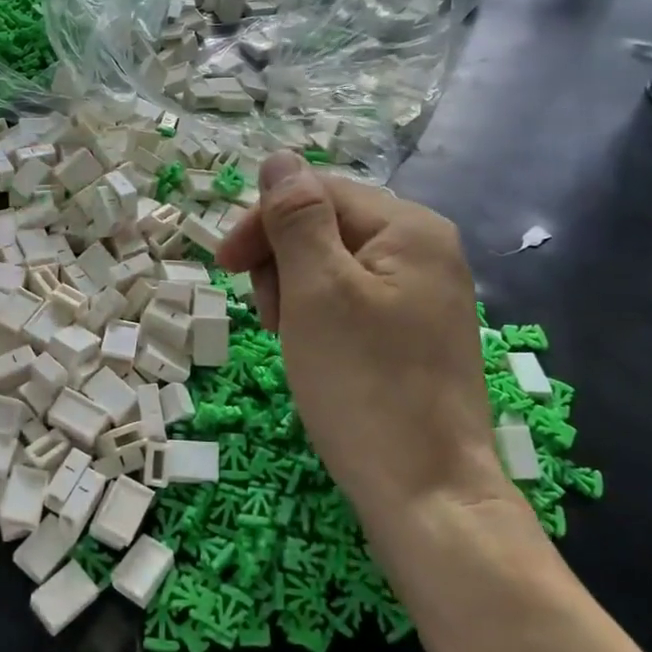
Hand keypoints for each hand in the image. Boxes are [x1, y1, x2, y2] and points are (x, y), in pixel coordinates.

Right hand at [216, 153, 505, 513]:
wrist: (427, 494)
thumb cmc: (364, 384)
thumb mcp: (317, 290)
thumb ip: (297, 217)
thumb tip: (279, 157)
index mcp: (409, 228)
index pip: (317, 192)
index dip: (264, 222)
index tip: (224, 267)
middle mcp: (425, 250)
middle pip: (326, 226)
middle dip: (283, 263)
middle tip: (273, 317)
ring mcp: (424, 295)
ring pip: (333, 267)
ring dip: (296, 294)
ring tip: (293, 341)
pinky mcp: (415, 335)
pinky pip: (351, 303)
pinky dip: (319, 319)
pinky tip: (314, 354)